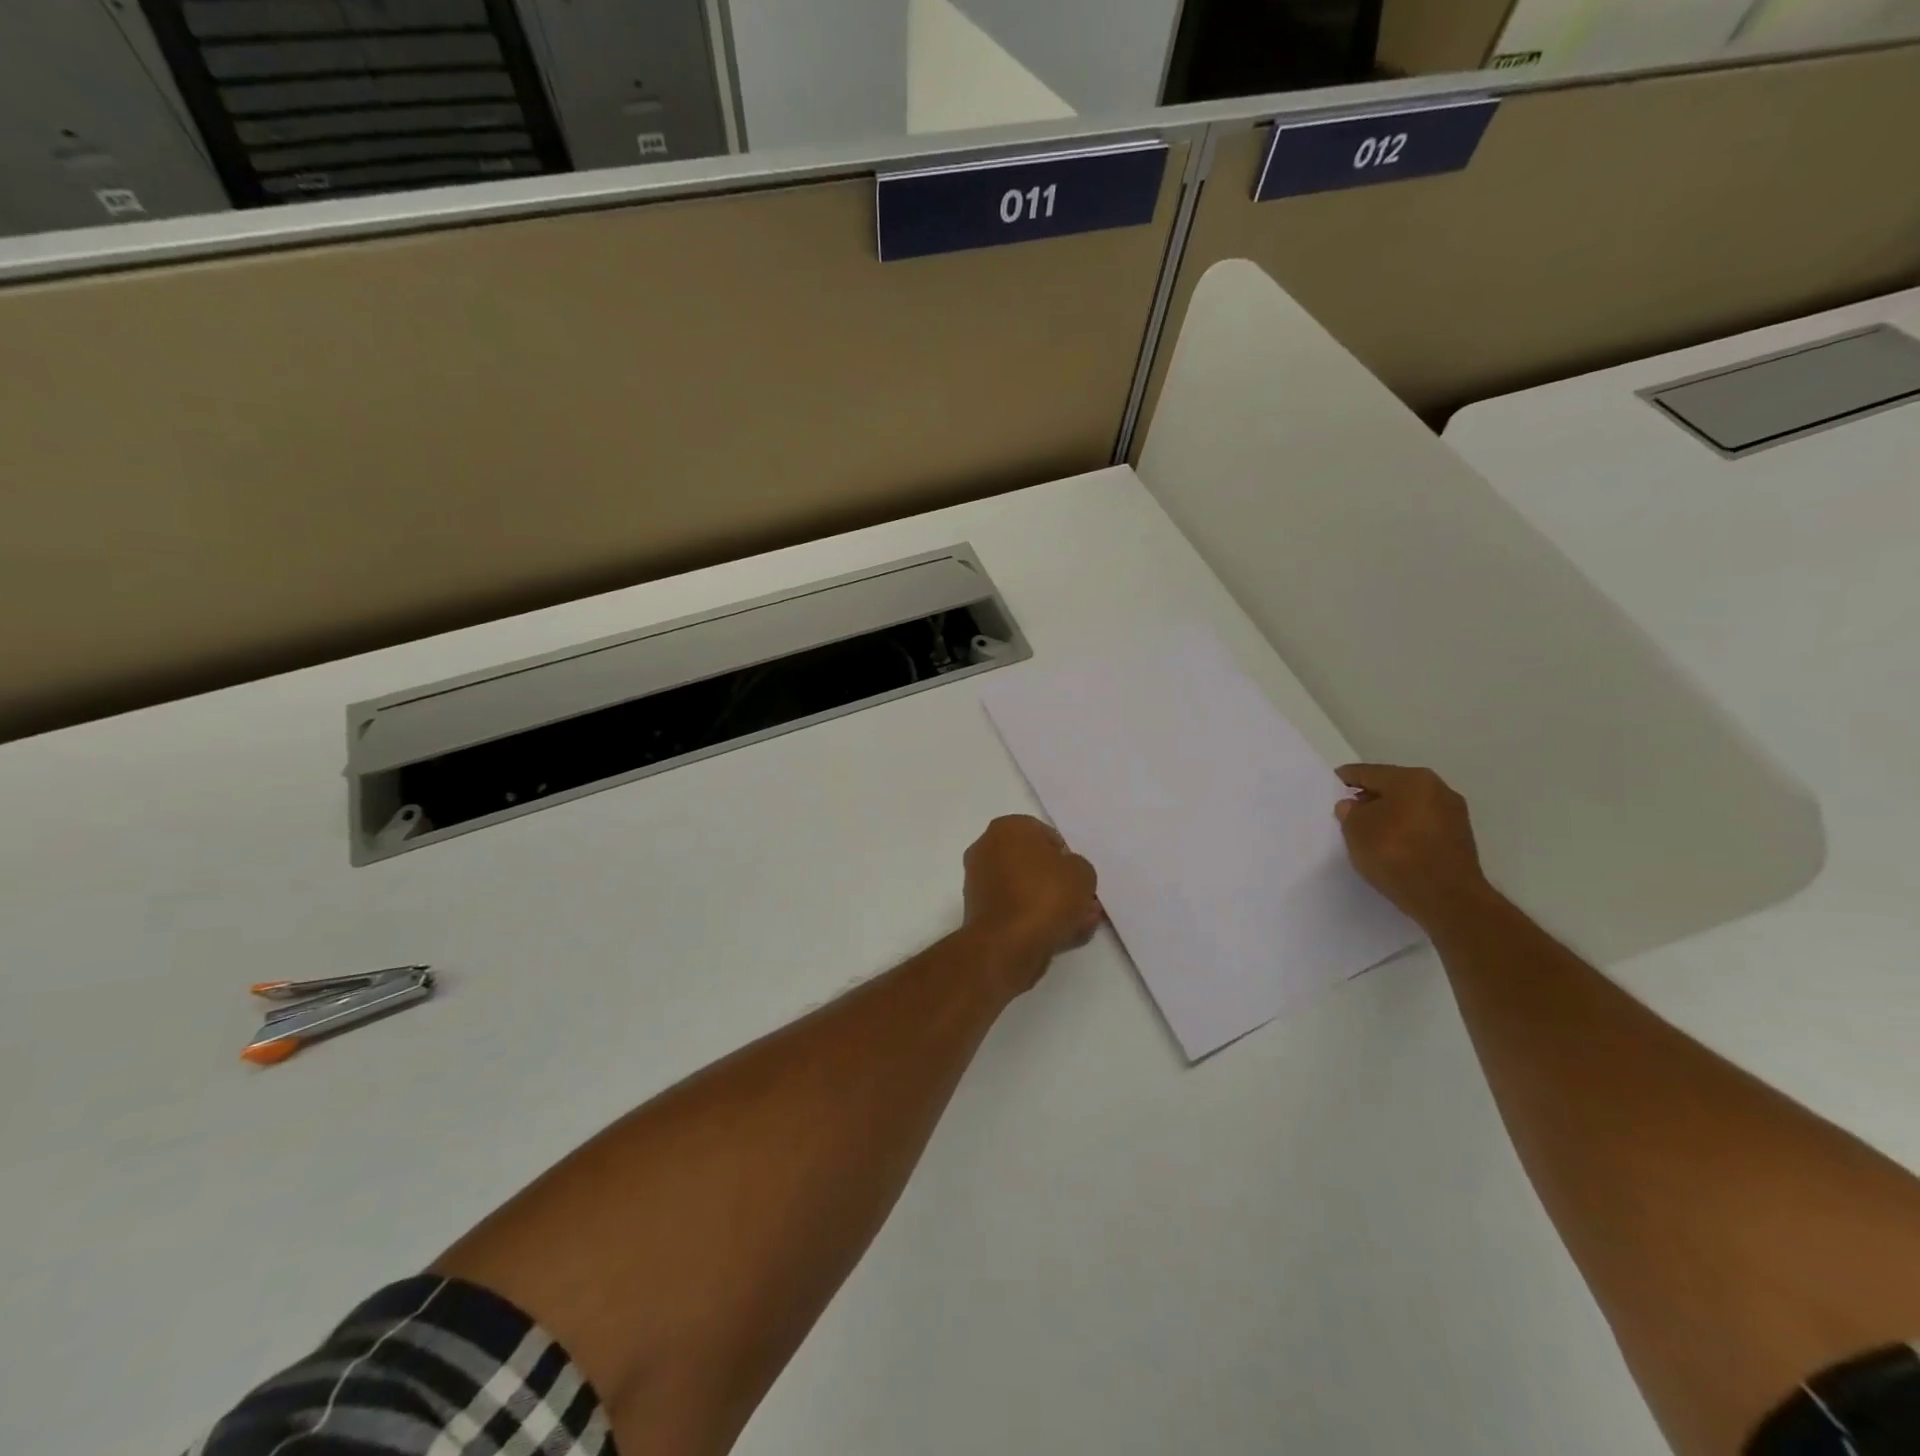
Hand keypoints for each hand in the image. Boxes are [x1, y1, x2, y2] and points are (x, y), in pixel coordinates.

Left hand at [962, 815, 1100, 991]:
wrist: (1007, 945)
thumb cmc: (1044, 896)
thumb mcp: (1082, 872)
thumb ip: (1078, 867)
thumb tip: (1067, 875)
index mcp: (1006, 829)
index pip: (1043, 834)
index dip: (1066, 855)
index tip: (1078, 875)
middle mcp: (987, 850)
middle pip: (1033, 864)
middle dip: (1060, 883)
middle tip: (1084, 901)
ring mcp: (980, 883)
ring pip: (1026, 890)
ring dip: (1054, 904)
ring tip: (1082, 923)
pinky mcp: (980, 914)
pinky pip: (1016, 911)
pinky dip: (1037, 919)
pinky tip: (1065, 935)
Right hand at [1334, 764, 1494, 930]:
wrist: (1447, 898)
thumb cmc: (1396, 854)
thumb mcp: (1355, 830)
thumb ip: (1350, 812)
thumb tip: (1354, 806)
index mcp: (1411, 779)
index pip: (1368, 772)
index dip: (1346, 779)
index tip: (1332, 787)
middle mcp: (1437, 789)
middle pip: (1392, 787)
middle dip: (1370, 797)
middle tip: (1348, 811)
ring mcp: (1453, 814)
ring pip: (1409, 807)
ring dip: (1389, 815)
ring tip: (1368, 832)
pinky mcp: (1459, 838)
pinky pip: (1422, 826)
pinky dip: (1405, 831)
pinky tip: (1391, 845)